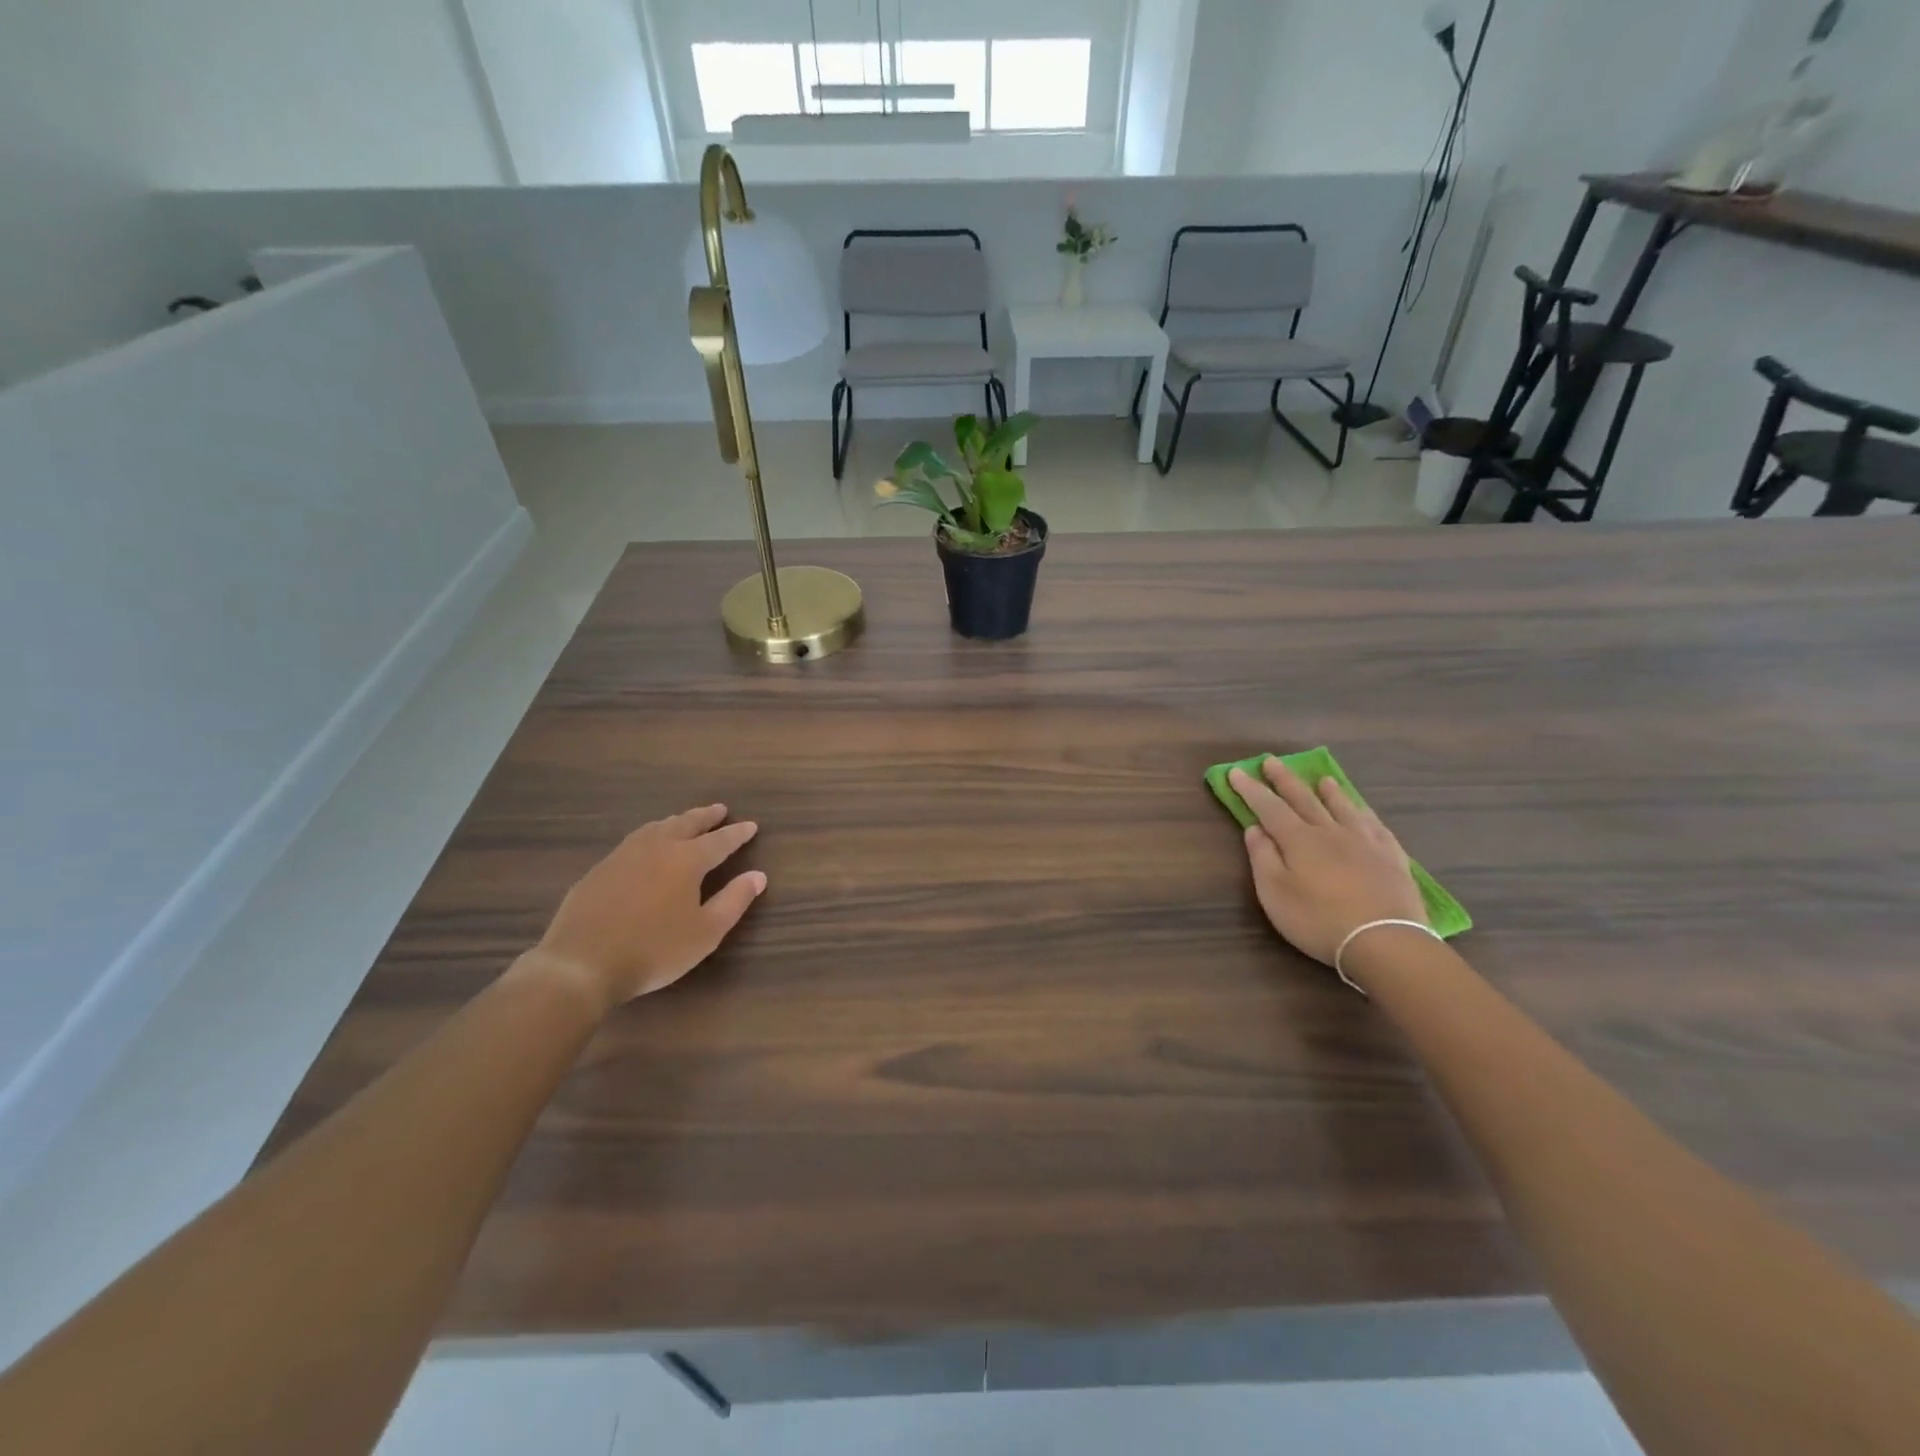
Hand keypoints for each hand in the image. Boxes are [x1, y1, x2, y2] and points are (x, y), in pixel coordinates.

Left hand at [529, 805, 764, 1007]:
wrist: (582, 964)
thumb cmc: (654, 950)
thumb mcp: (706, 932)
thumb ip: (734, 901)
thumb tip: (758, 876)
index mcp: (687, 860)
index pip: (719, 841)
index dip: (737, 833)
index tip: (751, 825)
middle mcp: (657, 848)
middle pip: (686, 824)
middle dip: (706, 816)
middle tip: (720, 810)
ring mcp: (623, 855)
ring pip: (656, 827)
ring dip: (676, 821)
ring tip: (685, 821)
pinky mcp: (599, 869)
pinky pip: (633, 841)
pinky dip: (651, 835)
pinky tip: (646, 845)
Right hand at [1230, 760, 1426, 966]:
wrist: (1385, 941)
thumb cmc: (1319, 920)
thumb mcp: (1275, 893)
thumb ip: (1263, 857)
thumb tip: (1255, 828)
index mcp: (1299, 839)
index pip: (1269, 807)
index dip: (1251, 789)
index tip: (1236, 771)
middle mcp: (1331, 831)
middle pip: (1304, 799)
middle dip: (1284, 780)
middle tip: (1272, 761)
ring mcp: (1365, 842)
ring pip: (1344, 807)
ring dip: (1329, 791)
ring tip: (1322, 779)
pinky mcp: (1392, 858)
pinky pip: (1376, 826)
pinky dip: (1364, 813)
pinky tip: (1363, 811)